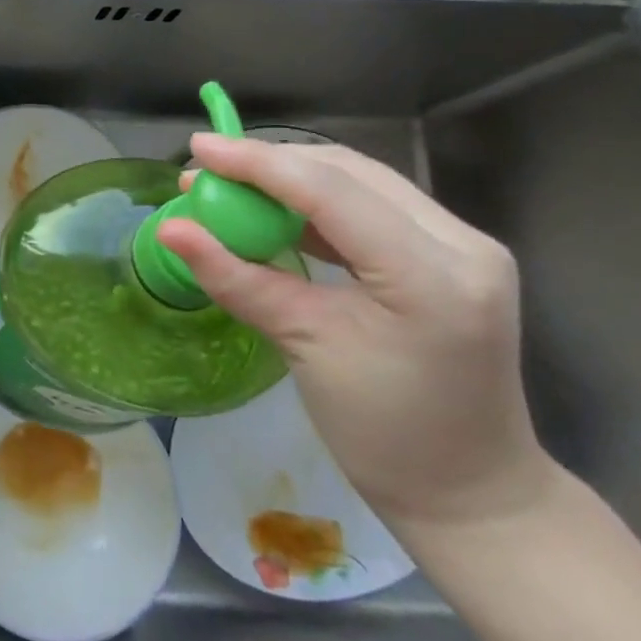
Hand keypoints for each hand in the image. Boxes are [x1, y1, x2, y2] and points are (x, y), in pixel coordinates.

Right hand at [157, 139, 553, 530]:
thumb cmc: (385, 433)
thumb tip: (169, 230)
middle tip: (207, 173)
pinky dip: (316, 203)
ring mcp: (464, 245)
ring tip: (230, 188)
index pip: (330, 191)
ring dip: (291, 179)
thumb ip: (236, 278)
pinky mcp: (451, 255)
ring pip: (360, 182)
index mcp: (432, 275)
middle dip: (270, 165)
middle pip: (348, 173)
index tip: (198, 148)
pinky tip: (274, 212)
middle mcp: (461, 243)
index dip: (257, 163)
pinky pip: (373, 206)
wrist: (470, 492)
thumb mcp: (303, 347)